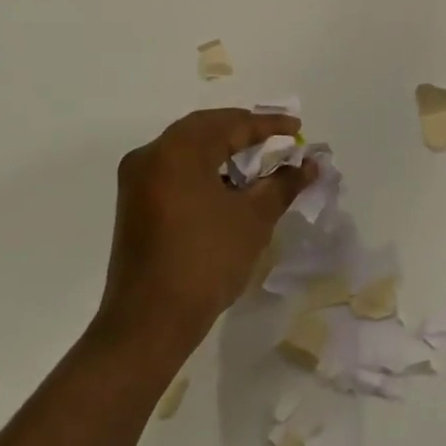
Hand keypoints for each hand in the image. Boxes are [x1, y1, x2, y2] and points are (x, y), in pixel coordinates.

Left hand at [96, 108, 316, 365]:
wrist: (149, 321)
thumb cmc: (206, 261)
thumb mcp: (253, 219)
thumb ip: (283, 184)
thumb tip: (310, 164)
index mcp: (178, 150)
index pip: (230, 125)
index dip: (268, 125)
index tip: (297, 128)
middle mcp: (151, 154)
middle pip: (204, 129)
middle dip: (243, 131)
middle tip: (277, 139)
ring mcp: (137, 180)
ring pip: (187, 148)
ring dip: (222, 150)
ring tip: (257, 162)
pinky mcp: (135, 203)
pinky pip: (174, 169)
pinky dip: (203, 168)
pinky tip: (227, 186)